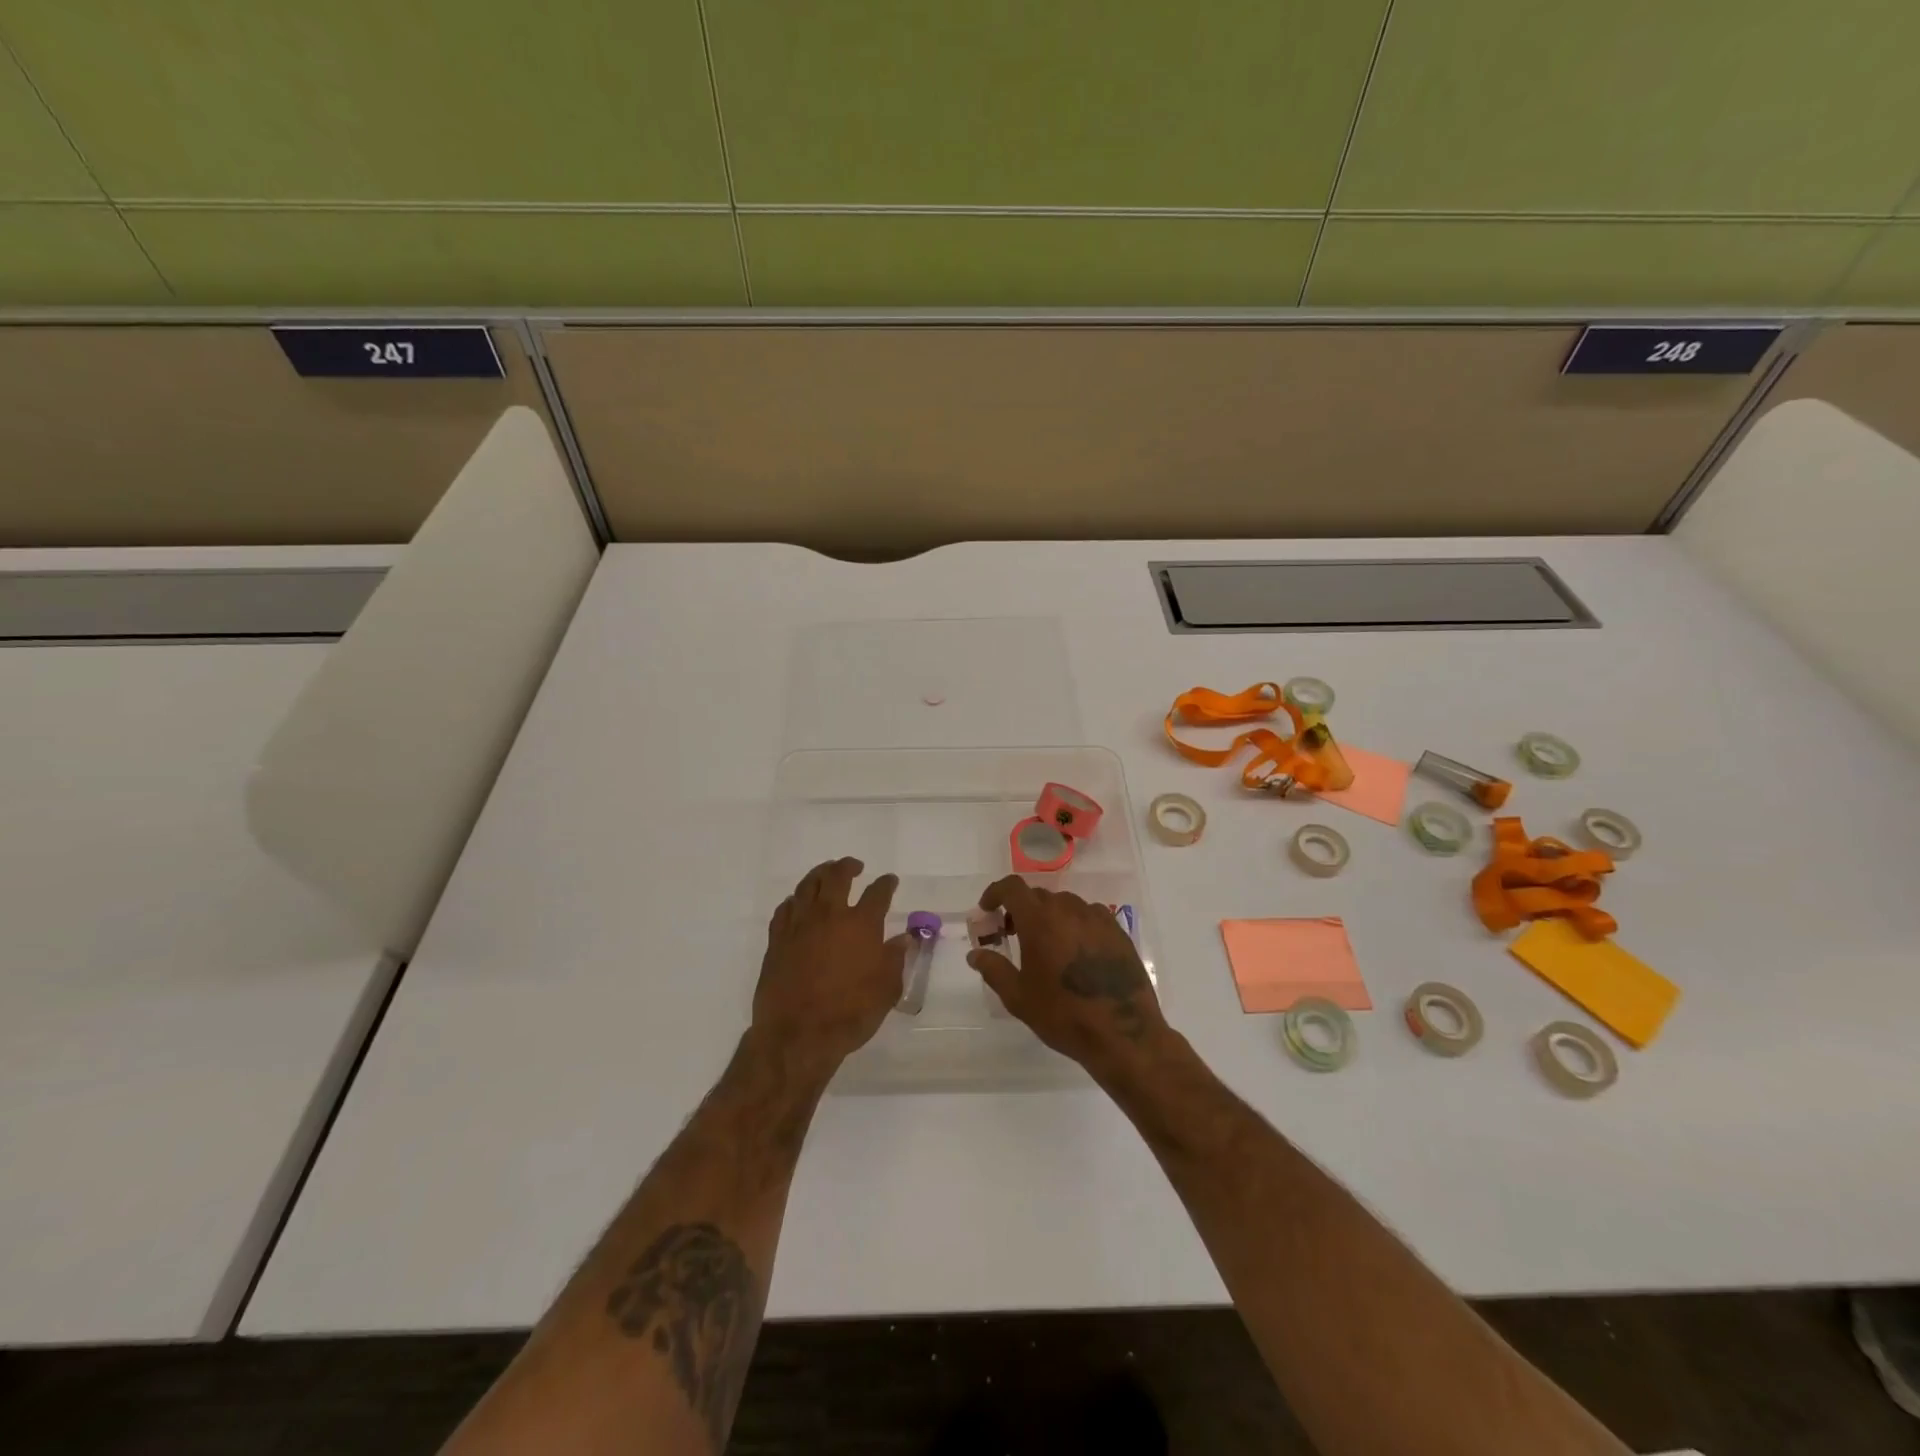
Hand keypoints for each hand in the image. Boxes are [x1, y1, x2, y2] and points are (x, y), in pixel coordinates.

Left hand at [753, 858, 906, 1076]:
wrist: (797, 1035)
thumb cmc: (850, 1014)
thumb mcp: (886, 990)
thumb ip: (895, 959)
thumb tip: (903, 938)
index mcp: (861, 924)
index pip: (877, 893)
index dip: (886, 884)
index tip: (890, 880)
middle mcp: (830, 916)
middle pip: (837, 877)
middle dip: (848, 867)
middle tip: (855, 866)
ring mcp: (800, 925)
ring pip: (808, 886)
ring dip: (819, 874)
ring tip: (827, 873)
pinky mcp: (777, 940)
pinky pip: (785, 909)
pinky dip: (794, 900)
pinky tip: (798, 902)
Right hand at [966, 876, 1168, 1072]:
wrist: (1123, 1033)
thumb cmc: (1063, 1015)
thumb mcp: (1018, 997)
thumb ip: (993, 969)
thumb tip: (975, 954)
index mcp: (1040, 920)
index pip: (1012, 887)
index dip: (995, 893)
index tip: (987, 910)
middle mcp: (1069, 909)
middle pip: (1038, 896)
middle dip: (1020, 910)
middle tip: (1011, 934)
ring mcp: (1097, 918)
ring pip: (1065, 905)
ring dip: (1048, 916)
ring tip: (1045, 945)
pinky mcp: (1118, 932)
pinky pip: (1089, 916)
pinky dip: (1074, 924)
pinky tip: (1075, 952)